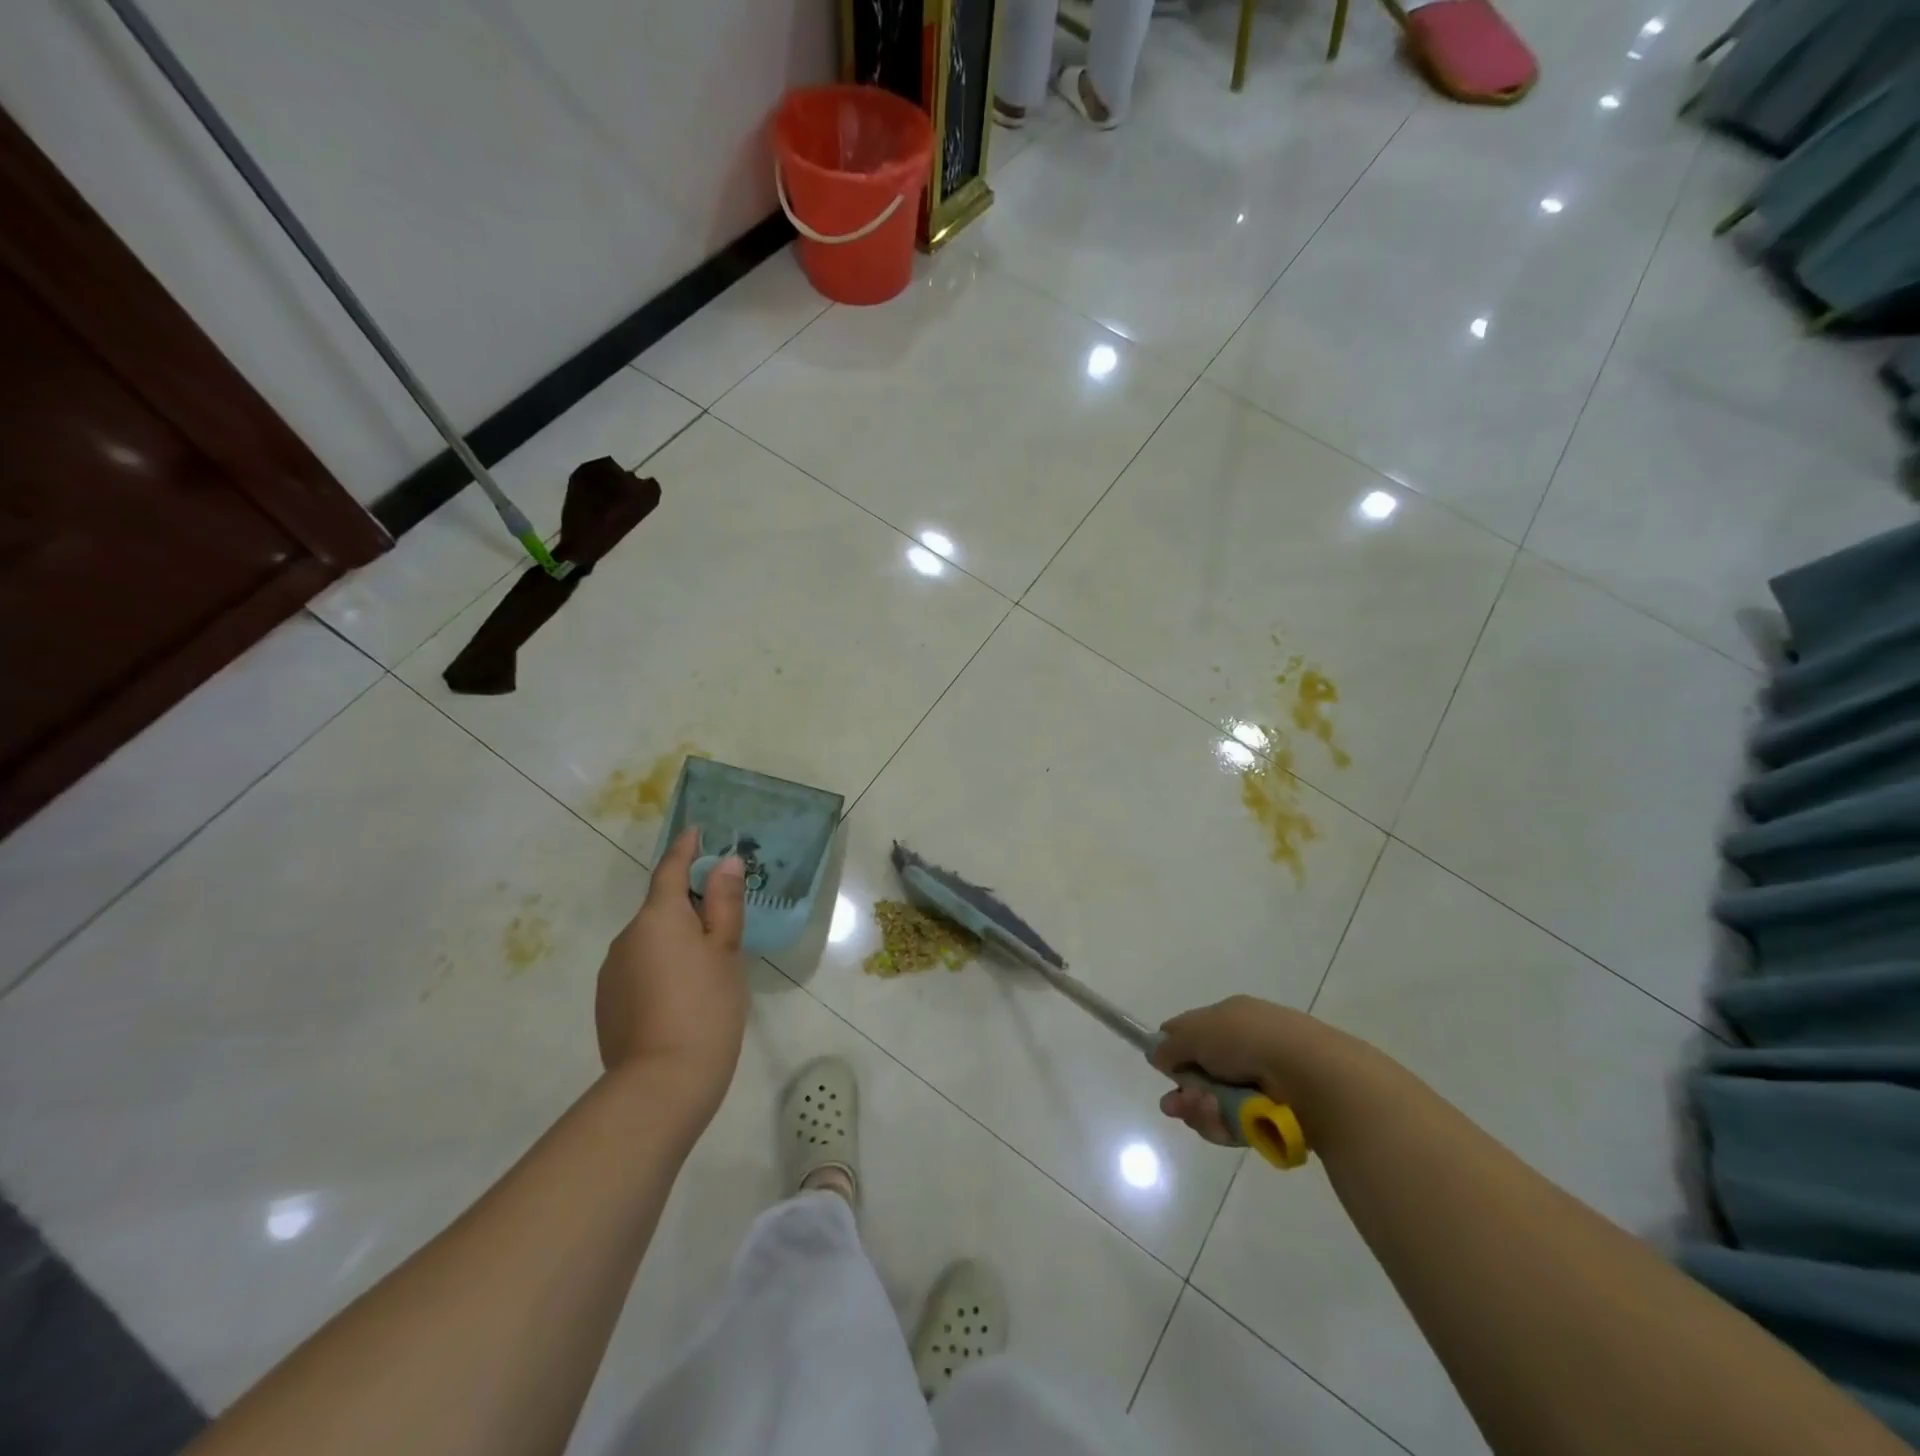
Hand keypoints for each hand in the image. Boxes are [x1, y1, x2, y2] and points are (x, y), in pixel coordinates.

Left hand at [596, 827, 747, 1124]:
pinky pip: (638, 969)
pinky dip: (660, 969)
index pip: (671, 869)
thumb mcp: (726, 950)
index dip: (685, 849)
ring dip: (674, 942)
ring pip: (649, 941)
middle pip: (661, 908)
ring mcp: (612, 971)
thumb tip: (723, 861)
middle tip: (722, 922)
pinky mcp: (607, 1002)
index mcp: (658, 917)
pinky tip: (681, 997)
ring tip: (706, 969)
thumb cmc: (706, 1007)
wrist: (661, 1084)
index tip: (696, 831)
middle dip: (688, 907)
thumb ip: (724, 902)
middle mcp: (627, 937)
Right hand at [1150, 995, 1336, 1146]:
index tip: (1161, 1066)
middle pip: (1202, 1074)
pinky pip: (1237, 1125)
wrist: (1310, 1075)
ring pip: (1217, 1103)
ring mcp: (1263, 1084)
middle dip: (1185, 1092)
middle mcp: (1248, 1048)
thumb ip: (1172, 1045)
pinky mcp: (1275, 1117)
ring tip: (1205, 1111)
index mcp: (1233, 1018)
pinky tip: (1223, 1122)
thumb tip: (1156, 1054)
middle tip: (1174, 1106)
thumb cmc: (1250, 1040)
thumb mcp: (1198, 1031)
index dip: (1174, 1049)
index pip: (1194, 1031)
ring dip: (1202, 1110)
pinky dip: (1225, 1125)